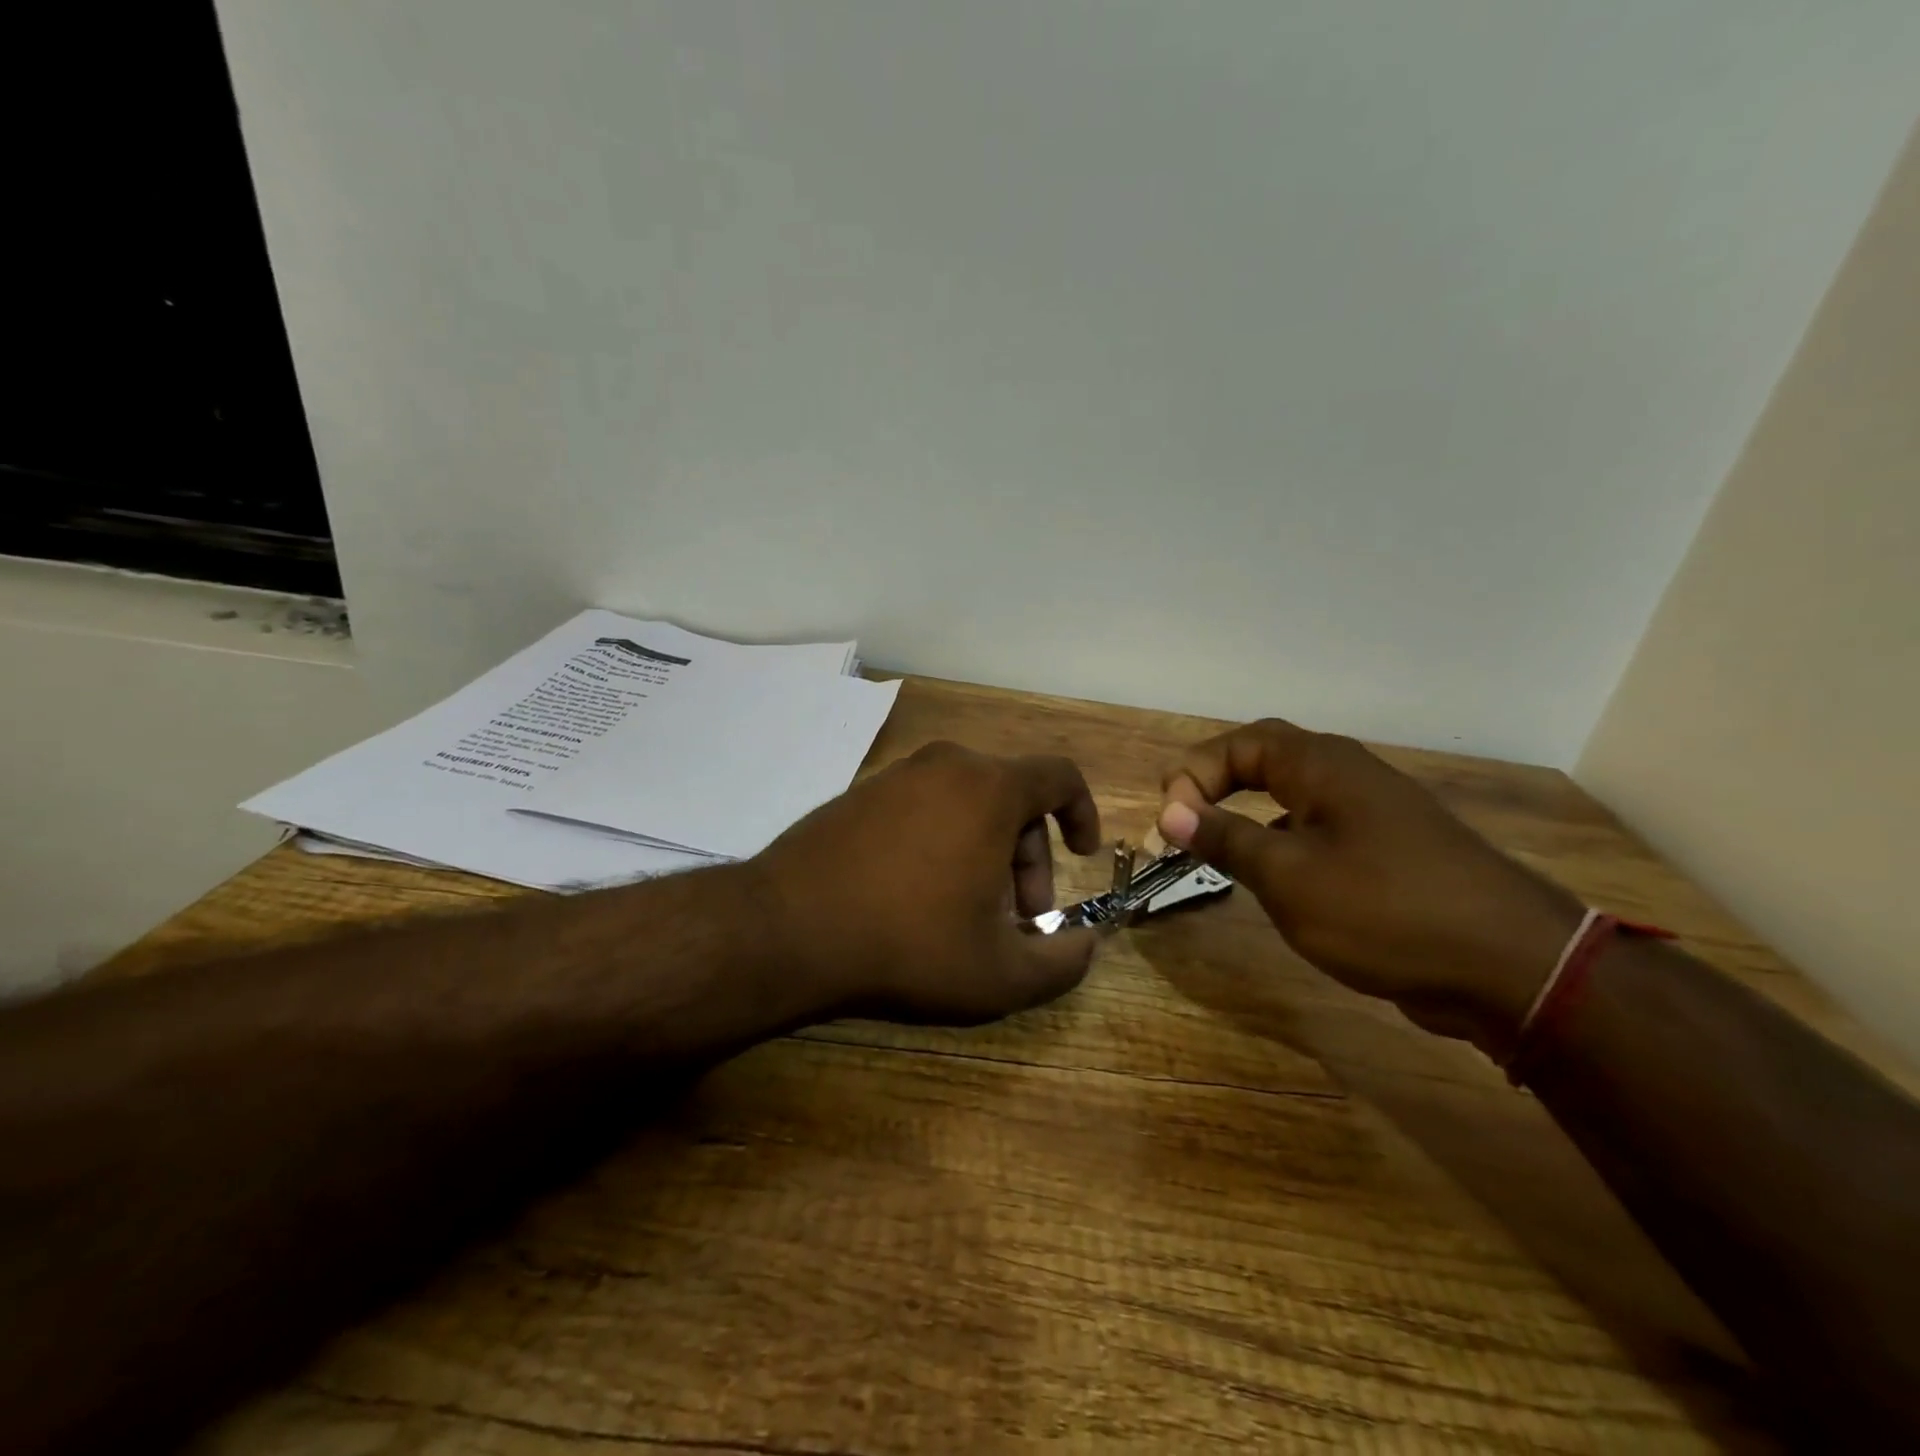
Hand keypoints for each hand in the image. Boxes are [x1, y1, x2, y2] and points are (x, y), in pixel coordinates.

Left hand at [750, 741, 1105, 1023]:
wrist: (787, 929)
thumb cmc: (908, 944)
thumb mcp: (1000, 974)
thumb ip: (1063, 962)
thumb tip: (1087, 944)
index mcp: (989, 788)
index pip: (1059, 776)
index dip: (1082, 812)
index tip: (1083, 854)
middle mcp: (945, 765)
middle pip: (1012, 797)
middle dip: (1029, 855)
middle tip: (1020, 914)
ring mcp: (896, 776)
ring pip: (966, 803)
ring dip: (986, 850)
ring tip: (969, 911)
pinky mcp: (859, 794)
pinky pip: (923, 807)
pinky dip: (943, 841)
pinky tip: (920, 895)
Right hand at [1156, 720, 1582, 1054]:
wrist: (1512, 968)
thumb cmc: (1384, 910)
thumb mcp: (1288, 876)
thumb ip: (1225, 839)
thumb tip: (1171, 811)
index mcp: (1322, 766)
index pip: (1239, 744)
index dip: (1194, 774)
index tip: (1171, 822)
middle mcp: (1348, 776)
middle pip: (1265, 759)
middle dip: (1215, 784)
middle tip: (1182, 822)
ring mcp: (1374, 814)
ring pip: (1292, 796)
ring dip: (1246, 814)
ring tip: (1216, 850)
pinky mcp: (1390, 852)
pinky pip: (1319, 829)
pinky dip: (1281, 842)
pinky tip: (1274, 879)